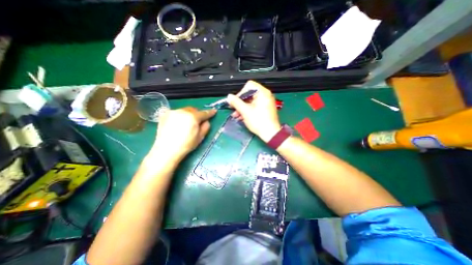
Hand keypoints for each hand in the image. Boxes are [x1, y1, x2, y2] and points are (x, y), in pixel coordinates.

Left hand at [149, 107, 216, 161]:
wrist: (167, 150)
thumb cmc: (186, 145)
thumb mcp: (200, 137)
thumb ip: (205, 127)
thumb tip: (206, 121)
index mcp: (193, 117)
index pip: (204, 113)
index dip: (210, 112)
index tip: (214, 111)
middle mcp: (183, 111)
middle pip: (193, 109)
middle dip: (197, 114)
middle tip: (198, 121)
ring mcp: (173, 112)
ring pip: (184, 110)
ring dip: (188, 115)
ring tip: (187, 123)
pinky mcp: (165, 115)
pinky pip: (176, 113)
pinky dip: (180, 116)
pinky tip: (178, 124)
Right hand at [228, 81, 280, 142]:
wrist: (270, 134)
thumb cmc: (259, 121)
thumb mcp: (245, 111)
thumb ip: (236, 102)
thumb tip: (229, 96)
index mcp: (262, 93)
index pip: (249, 86)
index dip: (240, 93)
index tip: (235, 101)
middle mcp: (265, 95)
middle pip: (249, 94)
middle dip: (240, 102)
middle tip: (233, 109)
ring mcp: (266, 102)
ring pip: (251, 101)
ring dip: (242, 108)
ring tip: (236, 115)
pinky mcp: (265, 109)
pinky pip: (254, 106)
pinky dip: (248, 110)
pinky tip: (242, 117)